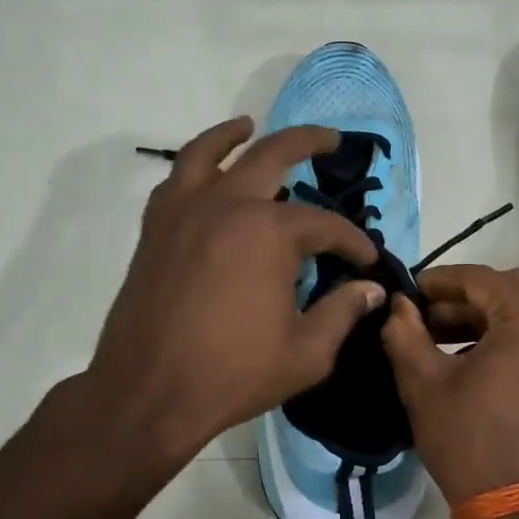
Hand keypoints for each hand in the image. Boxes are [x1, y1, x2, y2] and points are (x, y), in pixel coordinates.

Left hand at [85, 117, 384, 465]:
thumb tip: (369, 289)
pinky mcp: (155, 229)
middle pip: (272, 156)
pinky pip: (175, 181)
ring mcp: (184, 212)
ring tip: (250, 125)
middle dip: (309, 143)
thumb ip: (342, 313)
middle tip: (332, 140)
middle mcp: (226, 206)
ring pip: (209, 152)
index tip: (367, 260)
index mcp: (269, 233)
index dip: (353, 242)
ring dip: (235, 134)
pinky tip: (205, 175)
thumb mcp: (306, 353)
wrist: (148, 392)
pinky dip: (193, 166)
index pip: (325, 225)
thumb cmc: (233, 374)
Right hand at [380, 264, 518, 503]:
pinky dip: (506, 336)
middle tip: (425, 315)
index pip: (480, 278)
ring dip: (484, 316)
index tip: (408, 291)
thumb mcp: (423, 383)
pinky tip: (469, 357)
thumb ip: (404, 332)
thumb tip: (399, 305)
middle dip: (464, 297)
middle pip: (510, 288)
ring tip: (439, 338)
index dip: (439, 281)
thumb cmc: (469, 441)